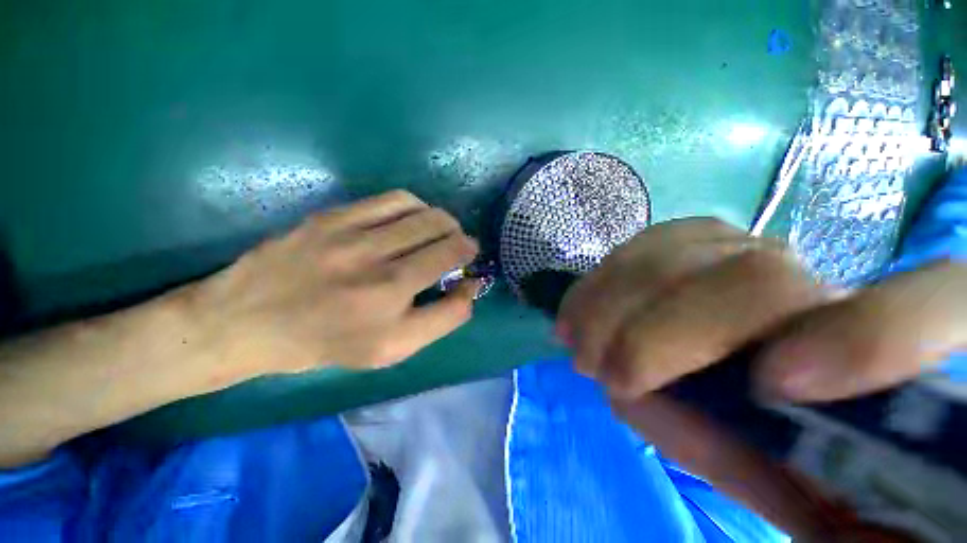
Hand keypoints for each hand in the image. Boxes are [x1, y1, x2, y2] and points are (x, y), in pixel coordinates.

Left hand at [182, 190, 478, 385]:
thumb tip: (469, 286)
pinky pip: (392, 200)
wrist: (250, 321)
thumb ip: (442, 319)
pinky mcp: (333, 216)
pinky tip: (412, 219)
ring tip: (439, 232)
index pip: (452, 262)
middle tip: (458, 247)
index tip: (469, 260)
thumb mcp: (393, 348)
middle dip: (461, 237)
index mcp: (390, 299)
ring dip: (441, 221)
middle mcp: (376, 263)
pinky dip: (415, 207)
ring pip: (422, 212)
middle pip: (443, 233)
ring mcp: (352, 233)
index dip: (469, 256)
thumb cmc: (329, 341)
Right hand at [558, 218, 966, 540]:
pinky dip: (604, 279)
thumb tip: (702, 444)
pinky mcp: (699, 246)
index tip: (775, 388)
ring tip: (577, 341)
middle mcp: (828, 281)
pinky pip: (649, 244)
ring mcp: (753, 252)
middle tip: (606, 374)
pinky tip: (578, 307)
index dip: (872, 339)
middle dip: (664, 334)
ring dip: (616, 302)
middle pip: (759, 279)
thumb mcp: (798, 495)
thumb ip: (775, 480)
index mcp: (896, 347)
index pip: (937, 305)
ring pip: (685, 250)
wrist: (765, 393)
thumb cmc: (798, 453)